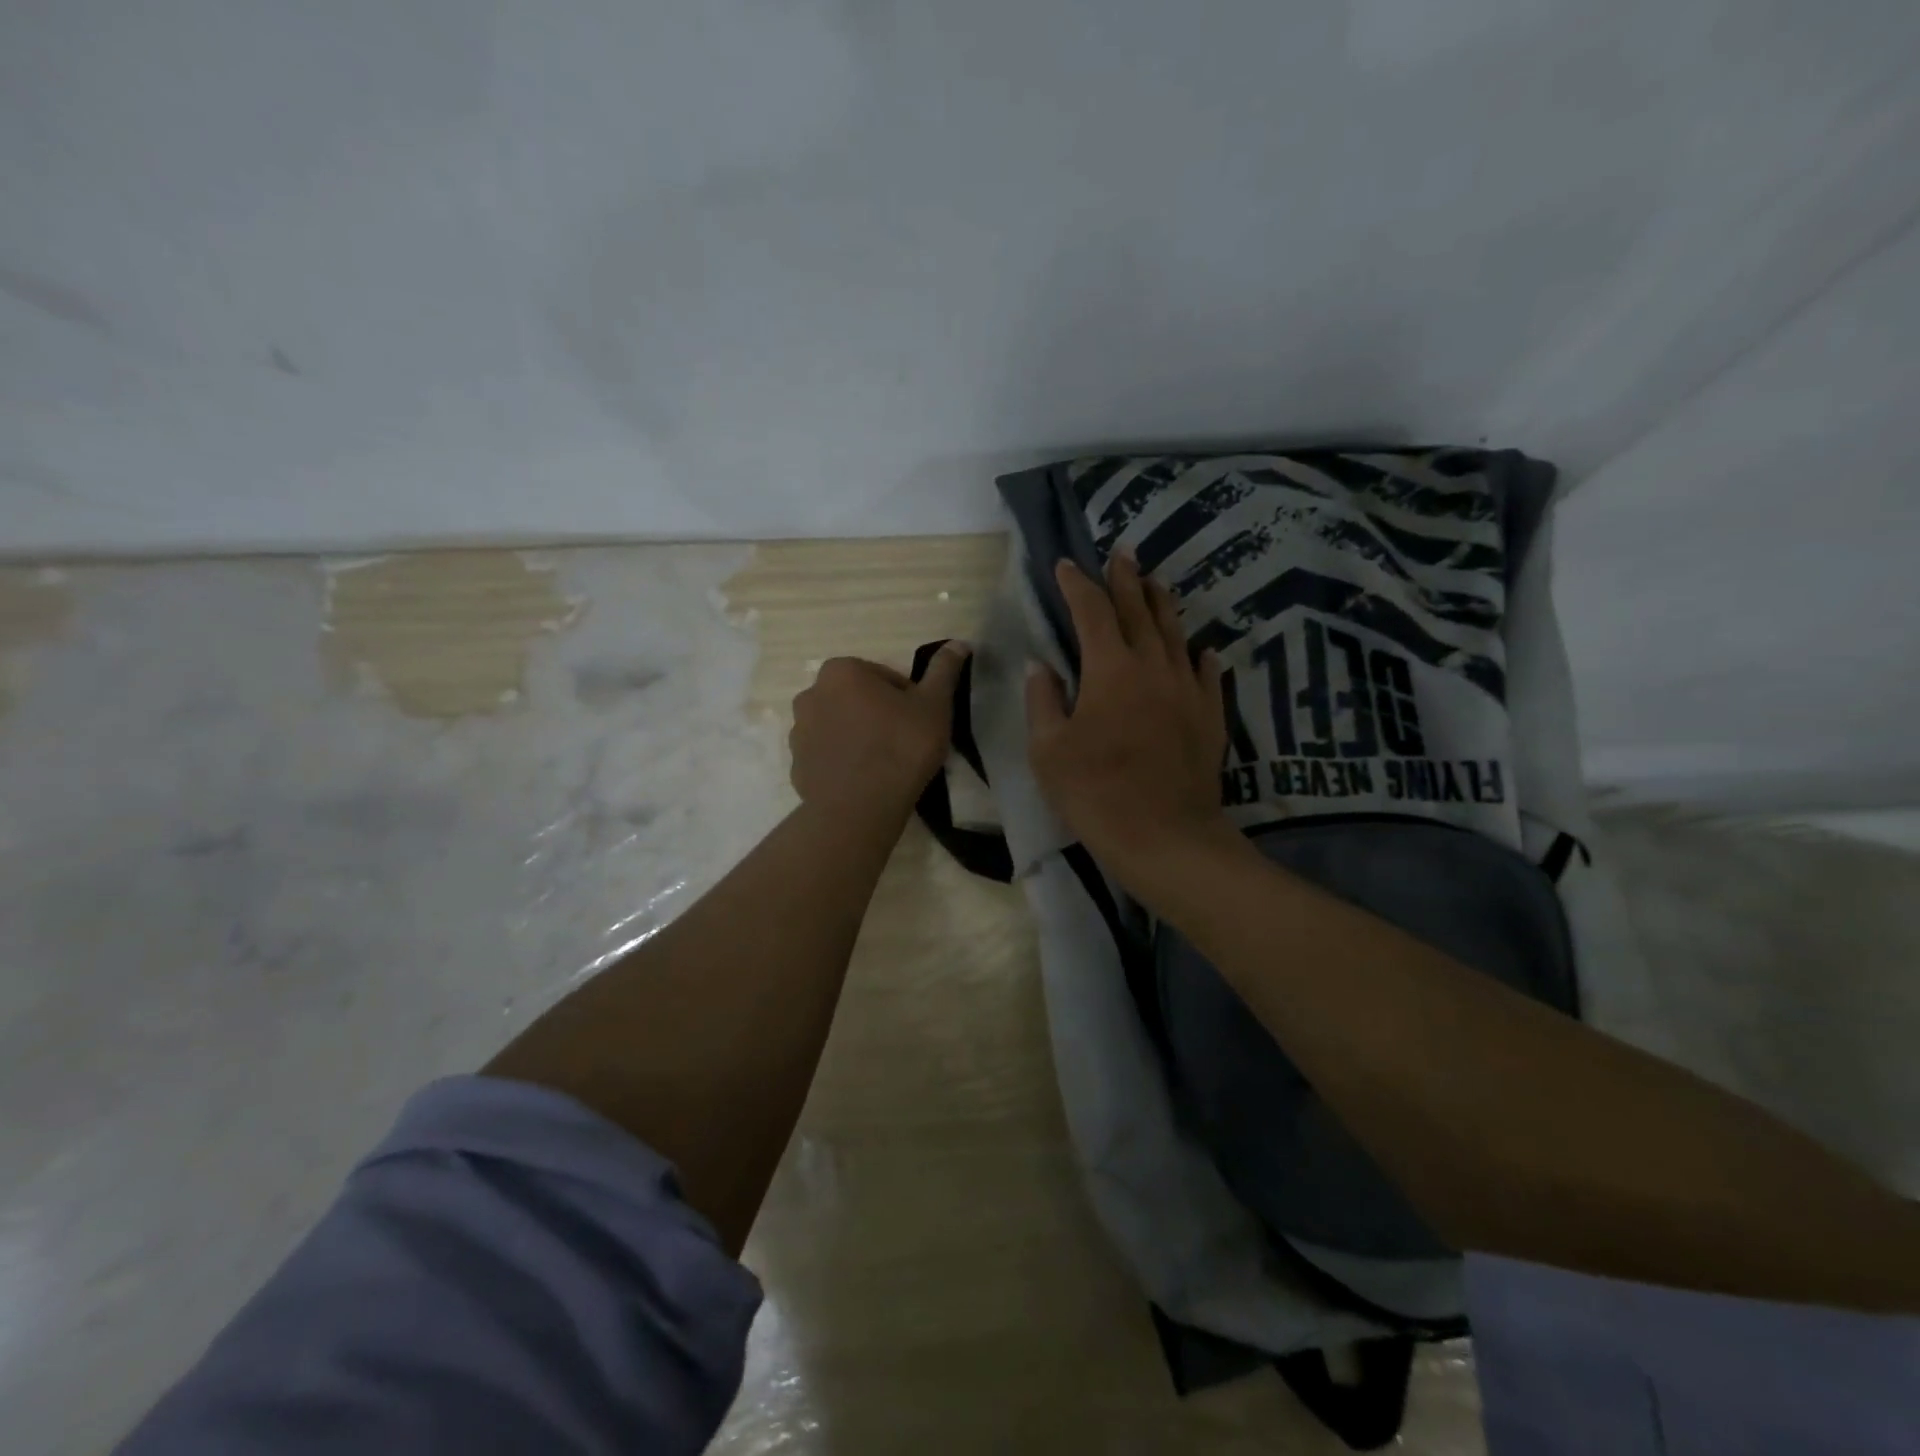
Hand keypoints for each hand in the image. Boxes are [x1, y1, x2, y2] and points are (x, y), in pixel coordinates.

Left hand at [789, 644, 969, 818]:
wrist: (860, 808)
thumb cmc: (901, 747)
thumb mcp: (934, 705)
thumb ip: (944, 670)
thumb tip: (958, 643)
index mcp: (842, 672)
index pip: (883, 677)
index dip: (906, 698)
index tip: (918, 722)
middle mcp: (811, 694)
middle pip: (855, 699)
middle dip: (876, 714)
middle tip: (903, 741)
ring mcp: (799, 732)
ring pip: (838, 726)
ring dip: (857, 736)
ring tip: (883, 764)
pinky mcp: (796, 766)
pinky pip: (826, 756)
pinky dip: (842, 762)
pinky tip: (863, 780)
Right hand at [1026, 553, 1230, 884]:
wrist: (1165, 835)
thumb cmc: (1095, 792)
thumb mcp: (1049, 750)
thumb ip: (1043, 701)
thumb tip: (1041, 666)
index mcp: (1110, 668)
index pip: (1091, 612)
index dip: (1076, 585)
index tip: (1065, 565)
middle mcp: (1153, 666)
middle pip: (1139, 610)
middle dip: (1127, 579)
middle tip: (1122, 553)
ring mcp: (1187, 689)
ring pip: (1175, 633)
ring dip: (1162, 604)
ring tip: (1156, 583)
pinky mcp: (1210, 715)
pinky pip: (1207, 673)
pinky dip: (1200, 655)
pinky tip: (1202, 648)